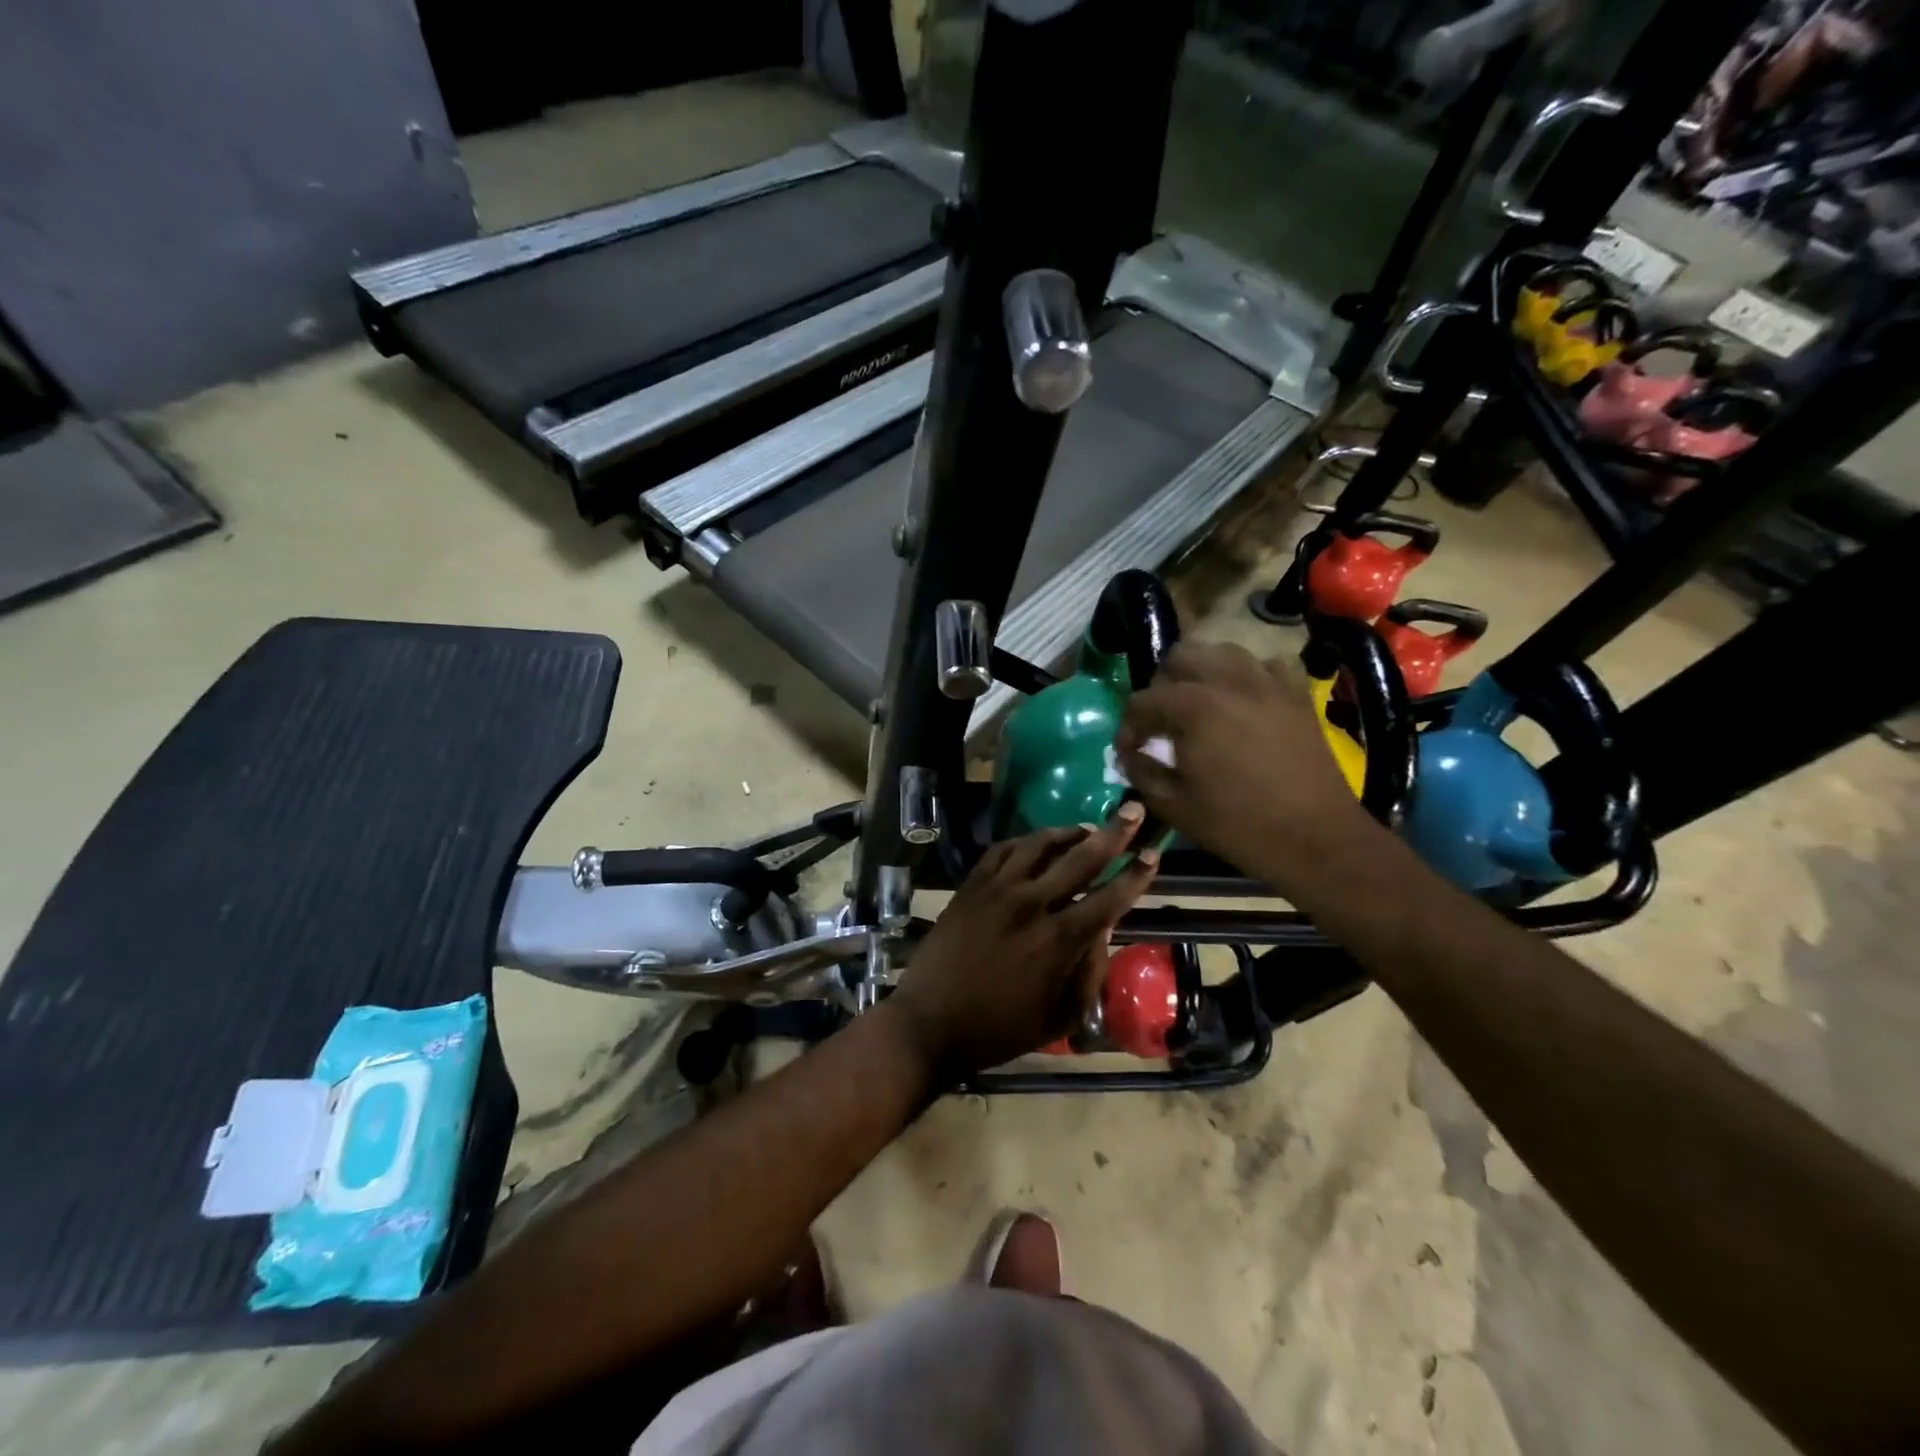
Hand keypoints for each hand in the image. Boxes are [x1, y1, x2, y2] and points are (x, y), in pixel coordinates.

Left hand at [886, 806, 1156, 1077]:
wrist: (930, 1023)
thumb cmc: (999, 1029)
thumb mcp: (1059, 1017)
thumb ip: (1089, 972)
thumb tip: (1104, 929)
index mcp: (1058, 940)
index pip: (1108, 898)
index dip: (1135, 875)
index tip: (1153, 854)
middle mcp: (1030, 904)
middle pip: (1080, 858)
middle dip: (1114, 833)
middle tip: (1133, 810)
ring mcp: (996, 890)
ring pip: (1038, 845)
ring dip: (1067, 832)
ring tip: (1086, 828)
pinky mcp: (970, 886)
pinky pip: (1001, 850)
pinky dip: (1024, 841)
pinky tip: (1035, 843)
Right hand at [1116, 641, 1363, 884]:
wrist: (1315, 837)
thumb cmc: (1238, 825)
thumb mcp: (1174, 805)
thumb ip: (1142, 771)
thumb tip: (1128, 754)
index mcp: (1193, 707)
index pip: (1142, 700)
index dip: (1128, 726)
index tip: (1130, 751)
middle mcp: (1228, 682)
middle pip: (1180, 658)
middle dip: (1162, 686)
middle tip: (1161, 721)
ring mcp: (1267, 683)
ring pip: (1222, 652)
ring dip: (1202, 672)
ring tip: (1199, 704)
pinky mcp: (1296, 694)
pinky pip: (1267, 665)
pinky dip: (1248, 675)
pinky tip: (1244, 700)